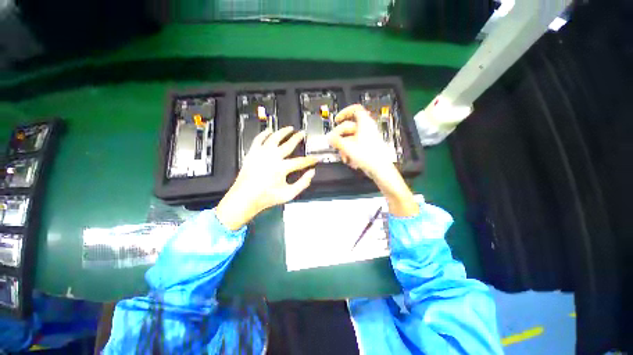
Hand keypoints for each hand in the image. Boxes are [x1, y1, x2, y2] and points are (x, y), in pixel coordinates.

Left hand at [216, 127, 317, 229]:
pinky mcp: (252, 153)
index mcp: (282, 168)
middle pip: (288, 144)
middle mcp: (272, 157)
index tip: (316, 158)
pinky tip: (269, 130)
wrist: (244, 197)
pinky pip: (259, 139)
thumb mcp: (289, 194)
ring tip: (289, 128)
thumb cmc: (267, 197)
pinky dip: (264, 133)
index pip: (301, 161)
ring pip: (274, 137)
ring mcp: (261, 153)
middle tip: (302, 133)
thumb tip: (311, 173)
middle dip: (297, 138)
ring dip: (283, 131)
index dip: (310, 159)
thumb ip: (303, 183)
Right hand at [326, 104, 393, 177]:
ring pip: (350, 138)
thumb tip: (329, 137)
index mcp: (364, 123)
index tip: (337, 120)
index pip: (355, 109)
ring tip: (344, 156)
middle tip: (335, 143)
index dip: (344, 112)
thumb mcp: (348, 147)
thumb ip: (336, 141)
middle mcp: (366, 129)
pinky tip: (348, 159)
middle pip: (348, 127)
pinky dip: (349, 151)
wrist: (379, 169)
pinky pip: (354, 145)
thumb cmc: (369, 156)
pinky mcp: (365, 146)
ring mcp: (366, 138)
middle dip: (340, 137)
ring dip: (344, 147)